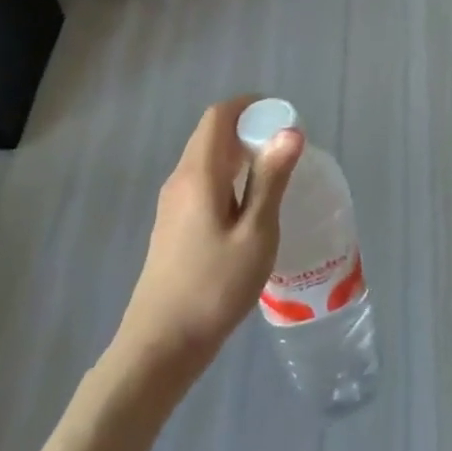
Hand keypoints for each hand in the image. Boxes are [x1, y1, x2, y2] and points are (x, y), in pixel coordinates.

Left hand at [115, 97, 302, 379]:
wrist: (161, 344)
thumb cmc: (214, 287)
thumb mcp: (255, 233)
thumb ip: (271, 179)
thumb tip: (290, 132)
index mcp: (199, 174)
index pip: (219, 115)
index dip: (251, 105)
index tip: (284, 117)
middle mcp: (180, 179)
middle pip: (212, 134)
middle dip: (250, 128)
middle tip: (288, 148)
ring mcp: (172, 203)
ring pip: (208, 159)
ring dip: (240, 154)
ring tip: (276, 175)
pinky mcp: (173, 225)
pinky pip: (203, 182)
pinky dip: (229, 177)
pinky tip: (250, 207)